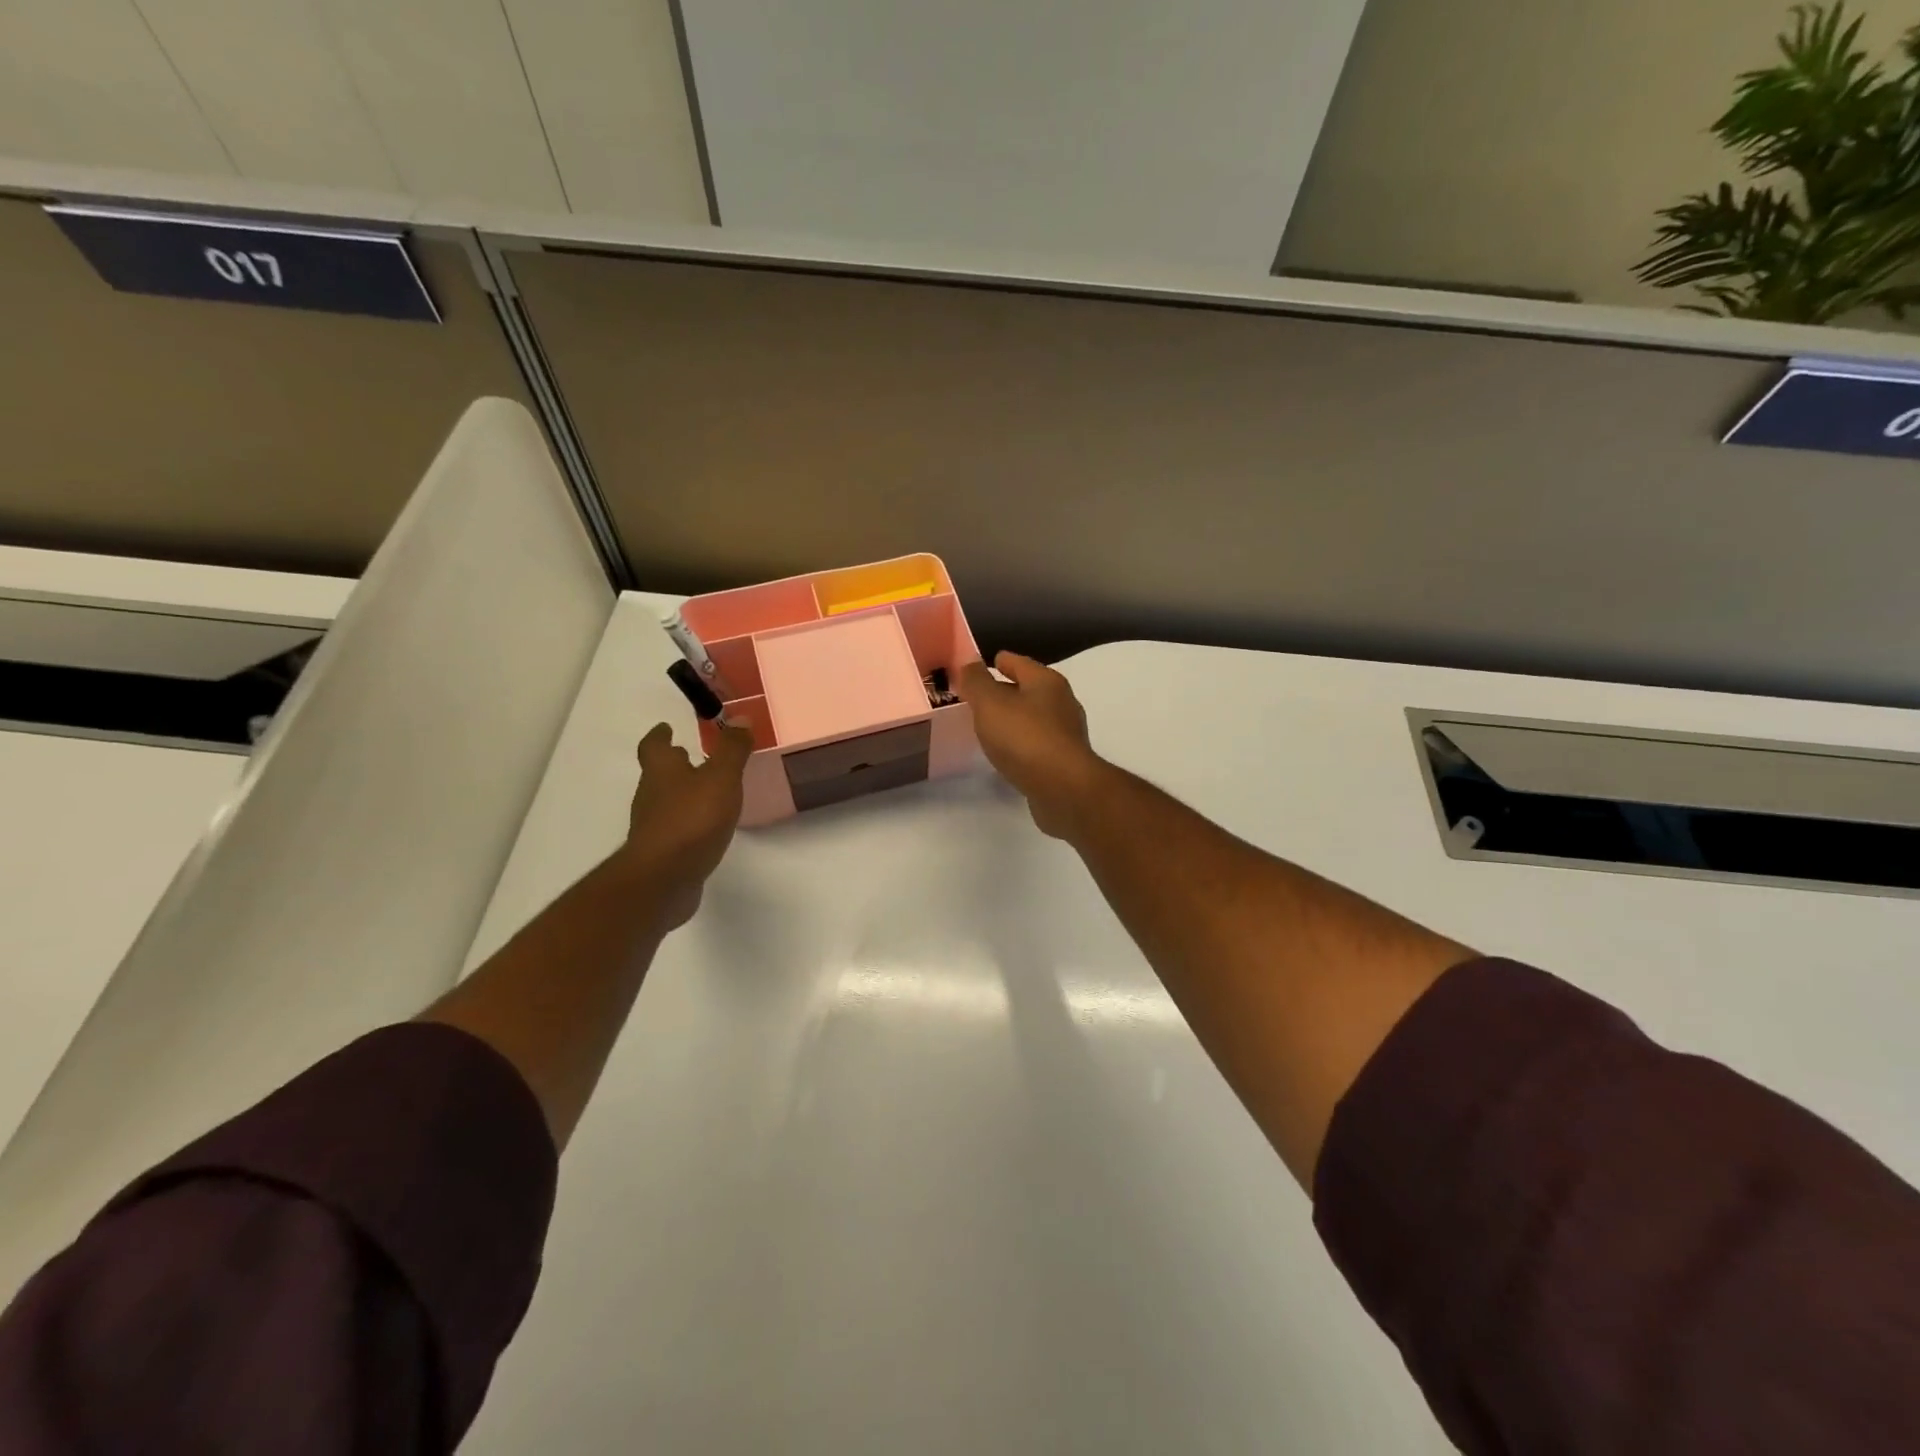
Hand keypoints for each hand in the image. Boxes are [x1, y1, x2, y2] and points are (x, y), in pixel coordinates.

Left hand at [618, 721, 752, 927]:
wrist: (664, 878)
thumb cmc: (692, 819)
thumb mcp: (721, 778)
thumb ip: (732, 749)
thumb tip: (740, 718)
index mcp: (662, 771)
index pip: (654, 746)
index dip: (659, 735)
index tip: (666, 727)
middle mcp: (651, 795)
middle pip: (658, 773)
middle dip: (674, 764)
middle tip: (691, 755)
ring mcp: (653, 826)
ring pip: (666, 801)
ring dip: (682, 793)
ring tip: (707, 791)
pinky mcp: (662, 853)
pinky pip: (675, 829)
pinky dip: (688, 821)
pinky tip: (707, 827)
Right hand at [957, 652, 1109, 838]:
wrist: (1063, 789)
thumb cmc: (1025, 738)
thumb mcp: (990, 704)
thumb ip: (977, 682)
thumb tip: (969, 664)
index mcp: (1046, 682)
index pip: (1019, 662)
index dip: (999, 662)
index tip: (979, 666)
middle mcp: (1061, 703)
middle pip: (1028, 690)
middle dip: (1004, 692)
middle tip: (976, 699)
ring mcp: (1066, 734)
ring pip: (1033, 718)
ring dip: (1012, 720)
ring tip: (988, 727)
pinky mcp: (1064, 761)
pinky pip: (1036, 744)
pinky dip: (1020, 744)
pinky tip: (1006, 754)